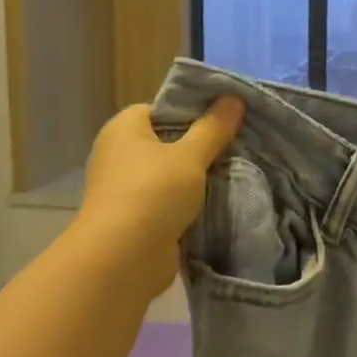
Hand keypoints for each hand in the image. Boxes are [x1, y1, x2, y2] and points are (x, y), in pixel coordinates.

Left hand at [74, 97, 244, 296]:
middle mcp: (119, 153)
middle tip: (238, 143)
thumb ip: (214, 127)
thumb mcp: (191, 155)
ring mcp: (126, 187)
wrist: (123, 259)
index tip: (224, 119)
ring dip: (198, 176)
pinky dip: (190, 201)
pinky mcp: (136, 217)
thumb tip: (234, 97)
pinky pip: (169, 199)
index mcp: (124, 128)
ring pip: (171, 173)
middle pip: (168, 141)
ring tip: (236, 170)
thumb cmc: (152, 193)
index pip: (161, 108)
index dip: (192, 111)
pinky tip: (220, 199)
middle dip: (200, 145)